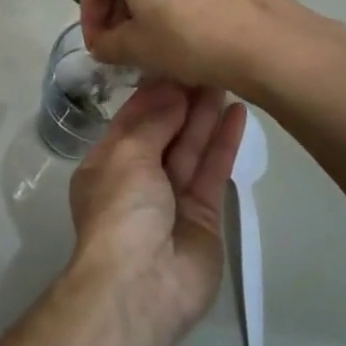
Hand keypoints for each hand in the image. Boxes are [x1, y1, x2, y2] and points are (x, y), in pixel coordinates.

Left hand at [65, 80, 245, 338]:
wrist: (142, 285)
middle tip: (208, 64)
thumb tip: (171, 90)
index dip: (154, 93)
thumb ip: (152, 122)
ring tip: (226, 78)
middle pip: (164, 131)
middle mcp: (137, 178)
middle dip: (183, 100)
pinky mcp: (204, 215)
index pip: (132, 120)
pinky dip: (223, 143)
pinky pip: (212, 171)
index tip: (177, 61)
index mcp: (107, 164)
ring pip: (190, 147)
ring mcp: (172, 197)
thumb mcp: (127, 156)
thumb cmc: (121, 211)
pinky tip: (238, 113)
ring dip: (206, 115)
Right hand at [79, 0, 333, 94]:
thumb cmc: (190, 42)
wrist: (268, 41)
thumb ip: (107, 44)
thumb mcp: (137, 50)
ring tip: (158, 29)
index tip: (98, 48)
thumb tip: (102, 43)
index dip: (90, 20)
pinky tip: (192, 18)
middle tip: (124, 40)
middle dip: (120, 5)